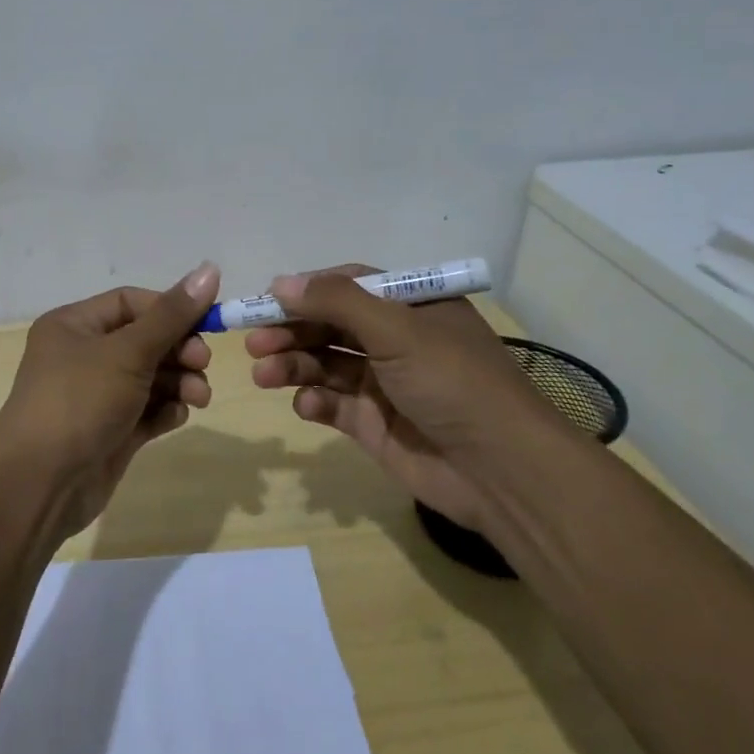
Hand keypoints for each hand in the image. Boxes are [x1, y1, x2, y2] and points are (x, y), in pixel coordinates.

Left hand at [0, 262, 221, 537]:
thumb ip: (172, 315)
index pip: (131, 302)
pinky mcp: (111, 431)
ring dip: (180, 382)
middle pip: (145, 340)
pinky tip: (175, 417)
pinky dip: (165, 410)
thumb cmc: (80, 401)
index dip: (170, 309)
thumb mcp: (128, 352)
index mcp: (74, 325)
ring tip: (198, 397)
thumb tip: (210, 269)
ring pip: (150, 377)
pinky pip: (147, 410)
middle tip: (202, 363)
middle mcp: (83, 356)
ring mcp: (97, 396)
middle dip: (179, 350)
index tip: (207, 322)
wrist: (41, 483)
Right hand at [246, 264, 578, 528]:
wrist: (499, 471)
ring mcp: (383, 383)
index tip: (266, 300)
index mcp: (410, 307)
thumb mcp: (396, 329)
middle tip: (254, 344)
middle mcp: (395, 340)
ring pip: (324, 364)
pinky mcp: (373, 423)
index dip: (306, 291)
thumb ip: (335, 302)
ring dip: (293, 366)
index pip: (347, 286)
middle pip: (329, 326)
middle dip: (291, 331)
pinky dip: (314, 402)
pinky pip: (332, 404)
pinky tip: (306, 406)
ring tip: (264, 375)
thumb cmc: (452, 382)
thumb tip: (280, 282)